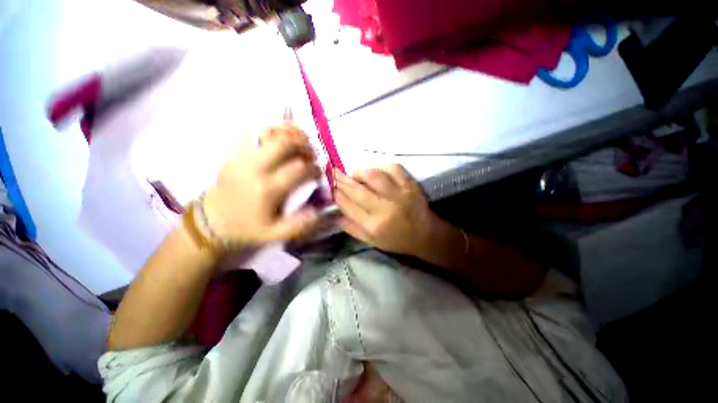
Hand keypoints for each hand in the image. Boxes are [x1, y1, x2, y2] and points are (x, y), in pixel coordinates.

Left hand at [202, 124, 320, 246]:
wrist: (214, 221)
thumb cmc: (248, 228)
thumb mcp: (275, 234)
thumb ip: (299, 225)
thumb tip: (317, 210)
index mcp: (267, 189)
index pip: (298, 169)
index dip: (314, 168)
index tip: (318, 173)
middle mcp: (255, 168)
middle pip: (284, 144)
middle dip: (304, 146)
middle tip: (312, 155)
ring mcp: (243, 157)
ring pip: (270, 133)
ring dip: (291, 134)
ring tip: (302, 140)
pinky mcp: (236, 153)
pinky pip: (257, 133)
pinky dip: (275, 129)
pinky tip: (285, 135)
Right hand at [335, 164, 438, 255]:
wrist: (424, 235)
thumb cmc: (396, 240)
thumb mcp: (371, 241)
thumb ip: (351, 228)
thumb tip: (334, 214)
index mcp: (373, 225)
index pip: (348, 205)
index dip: (337, 194)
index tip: (331, 187)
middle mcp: (385, 208)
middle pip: (357, 190)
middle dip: (342, 180)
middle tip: (334, 173)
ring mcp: (399, 194)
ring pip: (373, 176)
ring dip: (359, 172)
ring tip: (353, 173)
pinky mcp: (409, 185)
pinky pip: (393, 168)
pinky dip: (381, 167)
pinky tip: (375, 170)